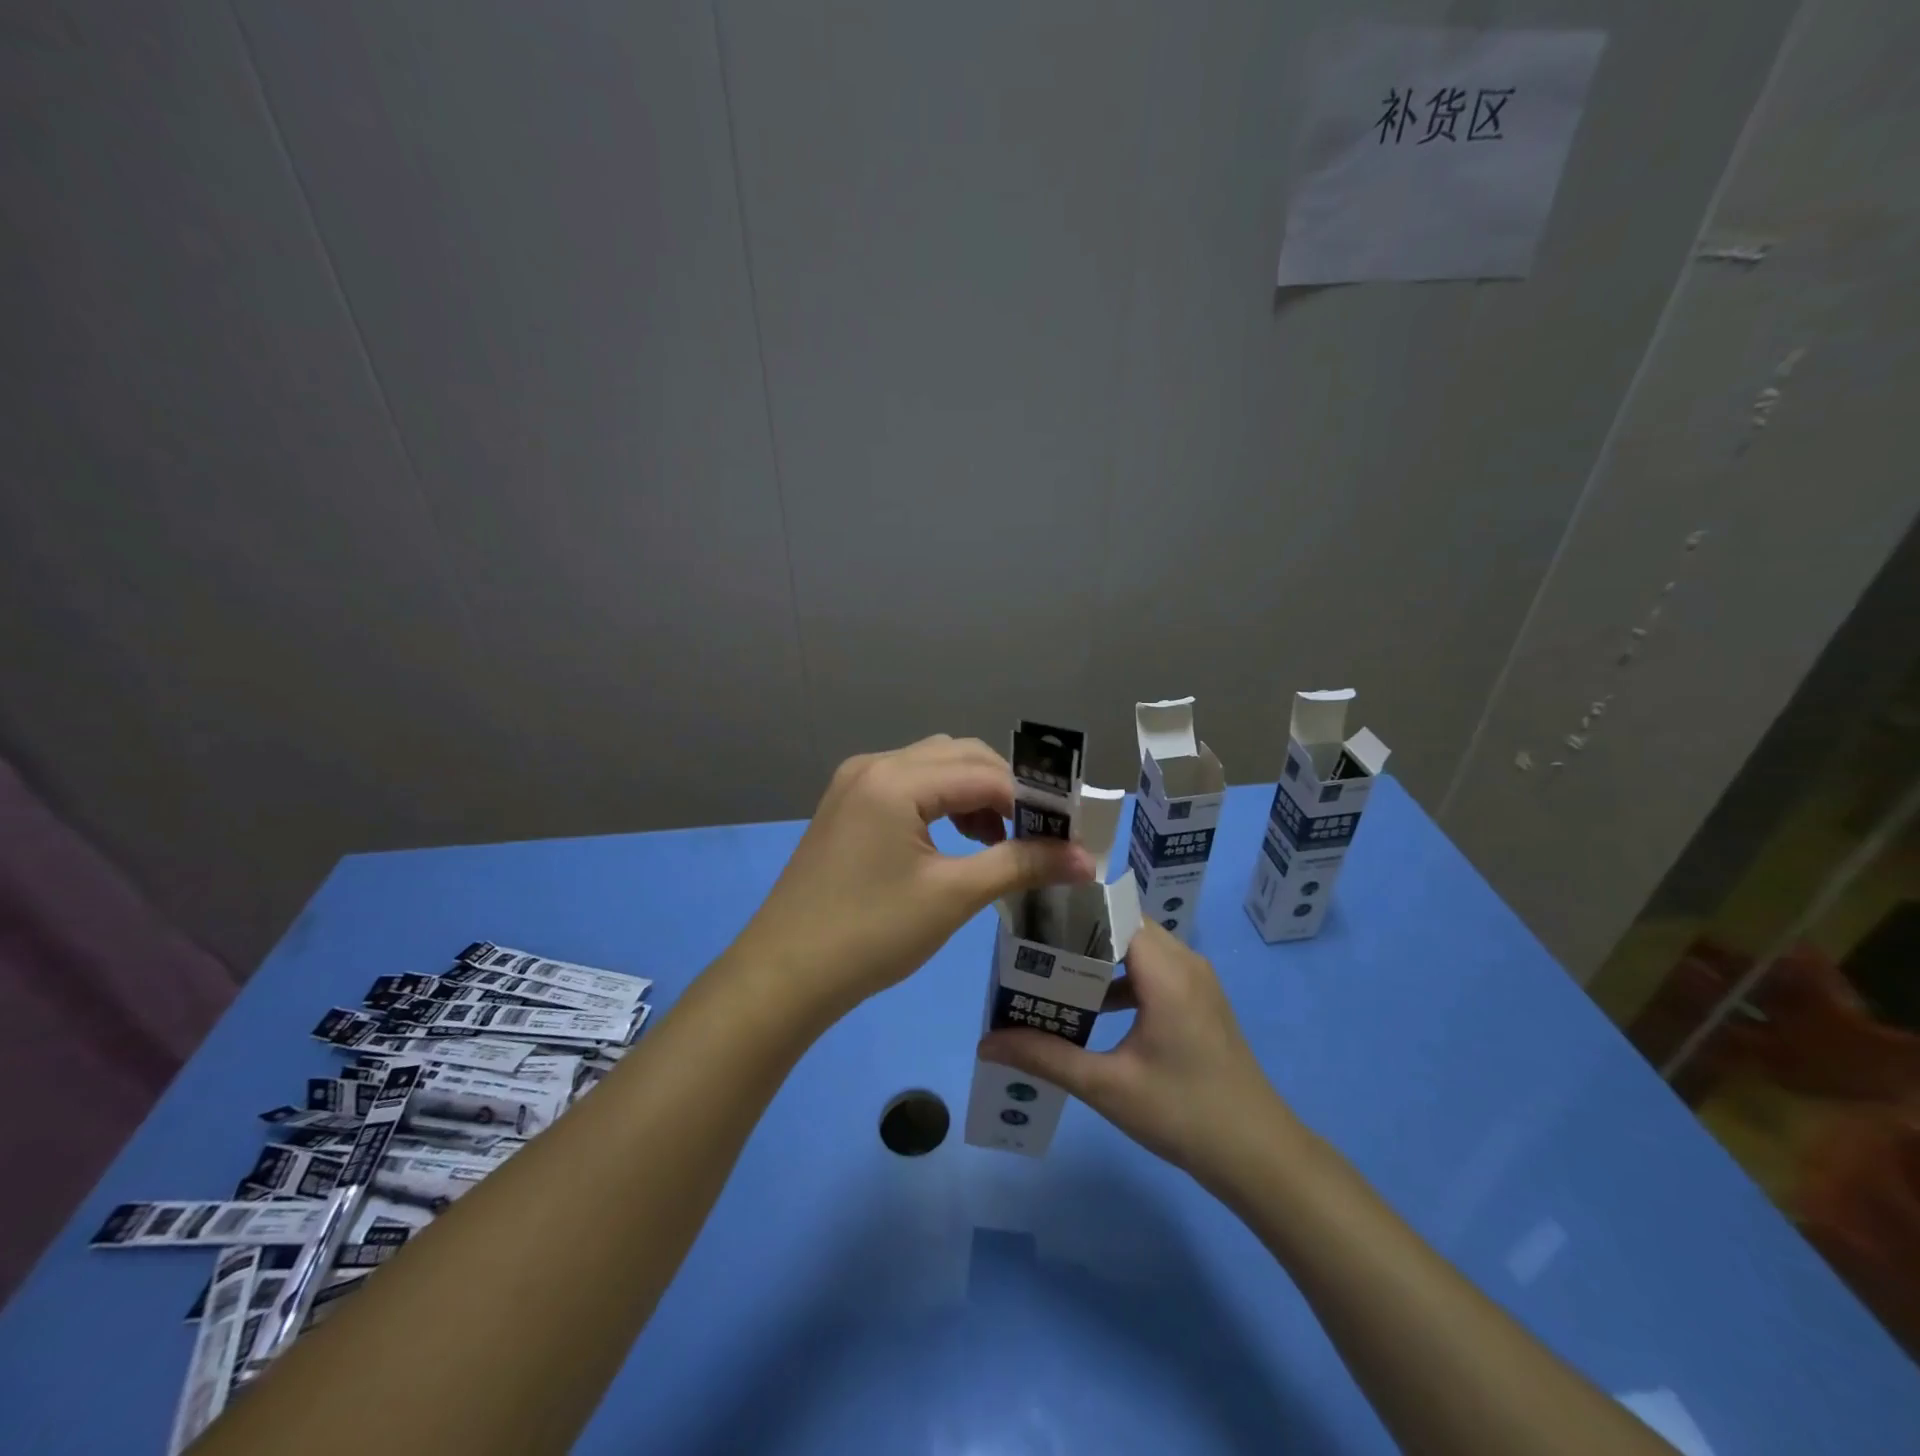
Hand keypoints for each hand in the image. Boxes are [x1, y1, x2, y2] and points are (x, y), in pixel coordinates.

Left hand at [732, 735, 1095, 1019]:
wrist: (785, 975)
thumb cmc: (871, 935)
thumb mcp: (953, 896)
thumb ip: (1021, 865)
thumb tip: (1086, 859)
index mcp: (896, 779)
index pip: (985, 772)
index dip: (1033, 800)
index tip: (1068, 833)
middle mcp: (874, 765)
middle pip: (960, 757)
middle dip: (1005, 790)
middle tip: (1038, 835)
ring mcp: (855, 783)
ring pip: (934, 767)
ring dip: (974, 794)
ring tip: (999, 840)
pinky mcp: (847, 805)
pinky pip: (909, 785)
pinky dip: (942, 803)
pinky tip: (957, 839)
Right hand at [978, 922, 1300, 1189]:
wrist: (1261, 1157)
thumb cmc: (1184, 1114)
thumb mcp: (1108, 1087)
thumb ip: (1046, 1057)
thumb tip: (986, 1043)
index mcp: (1166, 970)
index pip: (1113, 910)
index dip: (1073, 906)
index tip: (1031, 914)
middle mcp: (1184, 962)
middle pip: (1123, 925)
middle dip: (1077, 932)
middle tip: (1030, 947)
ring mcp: (1196, 981)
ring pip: (1138, 948)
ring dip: (1098, 956)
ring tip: (1050, 972)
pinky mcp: (1199, 1002)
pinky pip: (1152, 970)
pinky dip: (1119, 978)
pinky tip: (1090, 1008)